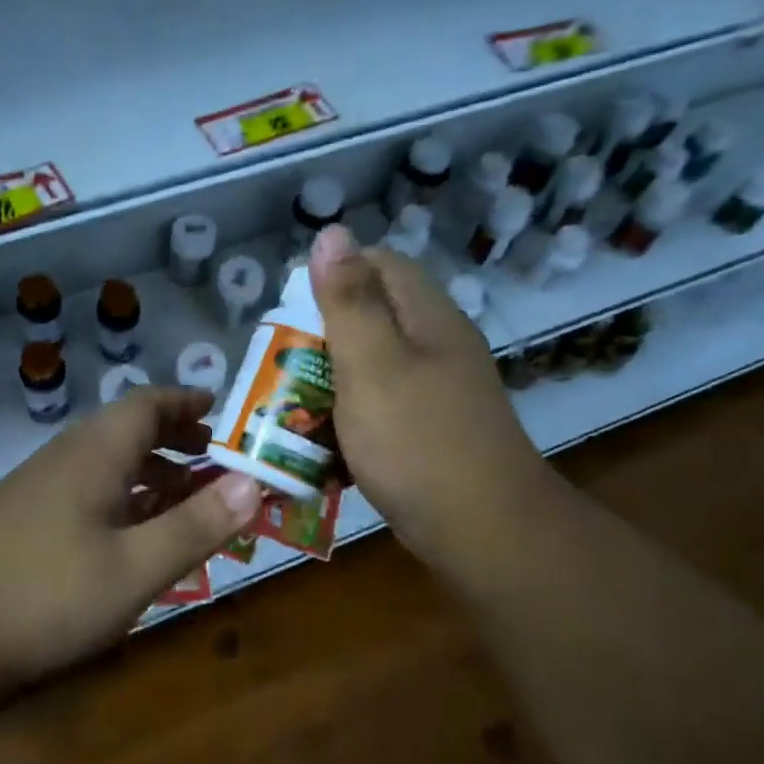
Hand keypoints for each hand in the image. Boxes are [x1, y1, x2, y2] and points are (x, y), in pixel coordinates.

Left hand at [0, 388, 261, 694]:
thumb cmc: (47, 597)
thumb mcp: (136, 568)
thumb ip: (197, 525)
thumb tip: (256, 482)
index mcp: (95, 452)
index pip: (149, 403)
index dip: (188, 403)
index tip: (223, 412)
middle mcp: (65, 456)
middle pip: (127, 428)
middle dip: (175, 439)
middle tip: (215, 461)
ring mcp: (38, 487)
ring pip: (106, 461)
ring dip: (150, 471)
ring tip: (185, 500)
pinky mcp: (22, 518)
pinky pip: (86, 489)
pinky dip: (121, 497)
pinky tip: (130, 537)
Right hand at [309, 225, 556, 578]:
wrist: (483, 531)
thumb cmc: (418, 442)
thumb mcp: (372, 365)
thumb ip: (349, 301)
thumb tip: (331, 232)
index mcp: (427, 316)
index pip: (379, 263)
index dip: (332, 275)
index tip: (290, 311)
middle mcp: (437, 343)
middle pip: (373, 314)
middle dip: (322, 333)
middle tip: (281, 363)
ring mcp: (437, 389)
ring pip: (374, 363)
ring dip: (331, 377)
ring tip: (292, 401)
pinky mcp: (430, 428)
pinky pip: (381, 404)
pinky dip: (351, 414)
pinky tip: (326, 439)